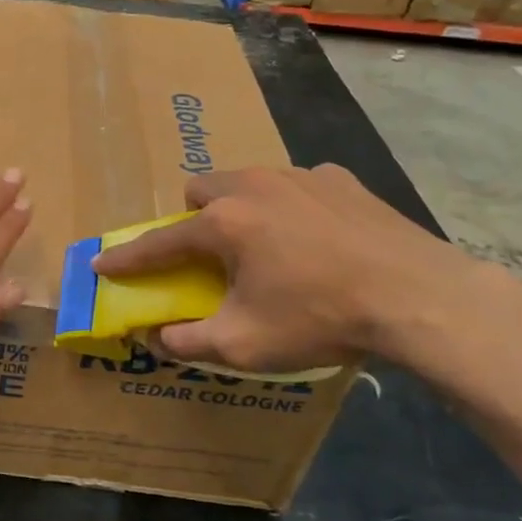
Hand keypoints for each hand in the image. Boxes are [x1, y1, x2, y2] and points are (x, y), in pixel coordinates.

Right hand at [92, 165, 483, 373]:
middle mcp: (253, 186)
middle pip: (201, 190)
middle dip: (194, 218)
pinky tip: (316, 238)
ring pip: (247, 180)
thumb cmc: (321, 318)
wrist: (420, 298)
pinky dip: (290, 206)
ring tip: (266, 244)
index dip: (127, 258)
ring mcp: (299, 176)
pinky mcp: (340, 179)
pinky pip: (295, 184)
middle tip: (211, 254)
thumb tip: (156, 337)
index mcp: (223, 223)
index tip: (102, 263)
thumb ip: (188, 340)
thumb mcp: (244, 344)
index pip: (159, 242)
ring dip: (240, 207)